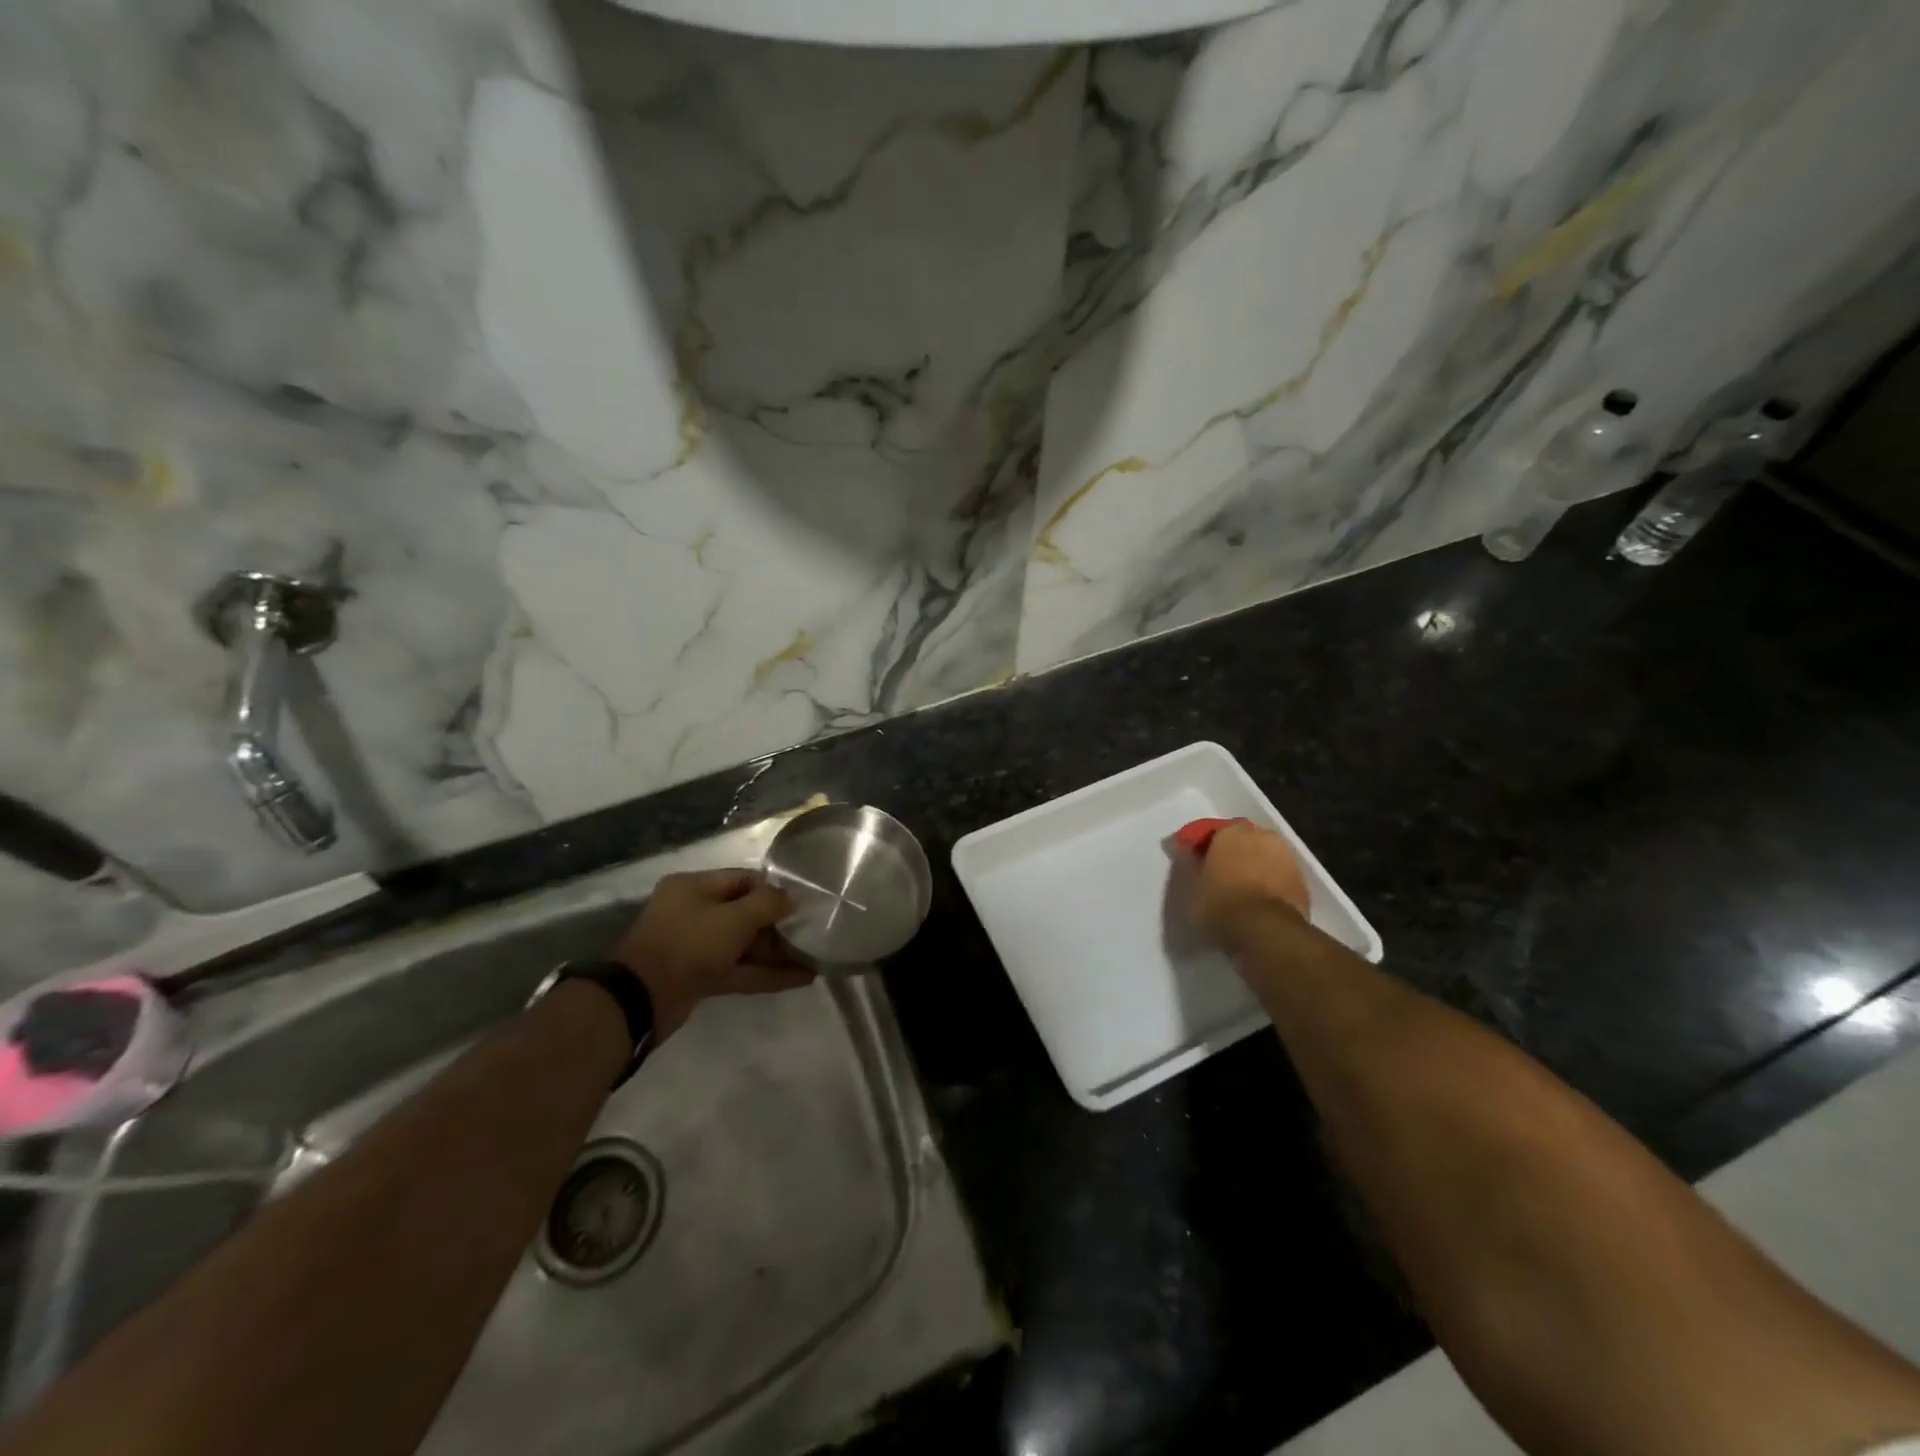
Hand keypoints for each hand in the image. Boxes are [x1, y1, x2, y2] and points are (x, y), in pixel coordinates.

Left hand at [613, 870, 812, 1038]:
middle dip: (778, 925)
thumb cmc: (689, 945)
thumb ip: (767, 903)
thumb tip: (792, 897)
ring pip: (744, 945)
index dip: (774, 890)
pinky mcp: (699, 976)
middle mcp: (693, 912)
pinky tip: (800, 978)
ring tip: (813, 958)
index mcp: (693, 887)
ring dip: (776, 953)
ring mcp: (695, 946)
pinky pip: (739, 969)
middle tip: (811, 932)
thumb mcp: (734, 918)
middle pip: (744, 913)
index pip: (743, 879)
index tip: (803, 902)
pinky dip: (766, 973)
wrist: (642, 1000)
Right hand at [1180, 822, 1311, 946]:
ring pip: (1262, 858)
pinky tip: (1257, 903)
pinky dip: (1268, 885)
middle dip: (1231, 854)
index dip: (1199, 847)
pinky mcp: (1302, 883)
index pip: (1210, 832)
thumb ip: (1188, 865)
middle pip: (1241, 842)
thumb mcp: (1189, 887)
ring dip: (1252, 869)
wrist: (1267, 932)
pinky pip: (1277, 878)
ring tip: (1239, 892)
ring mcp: (1286, 858)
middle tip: (1217, 876)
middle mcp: (1261, 836)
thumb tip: (1187, 852)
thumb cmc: (1220, 904)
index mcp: (1231, 831)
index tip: (1191, 862)